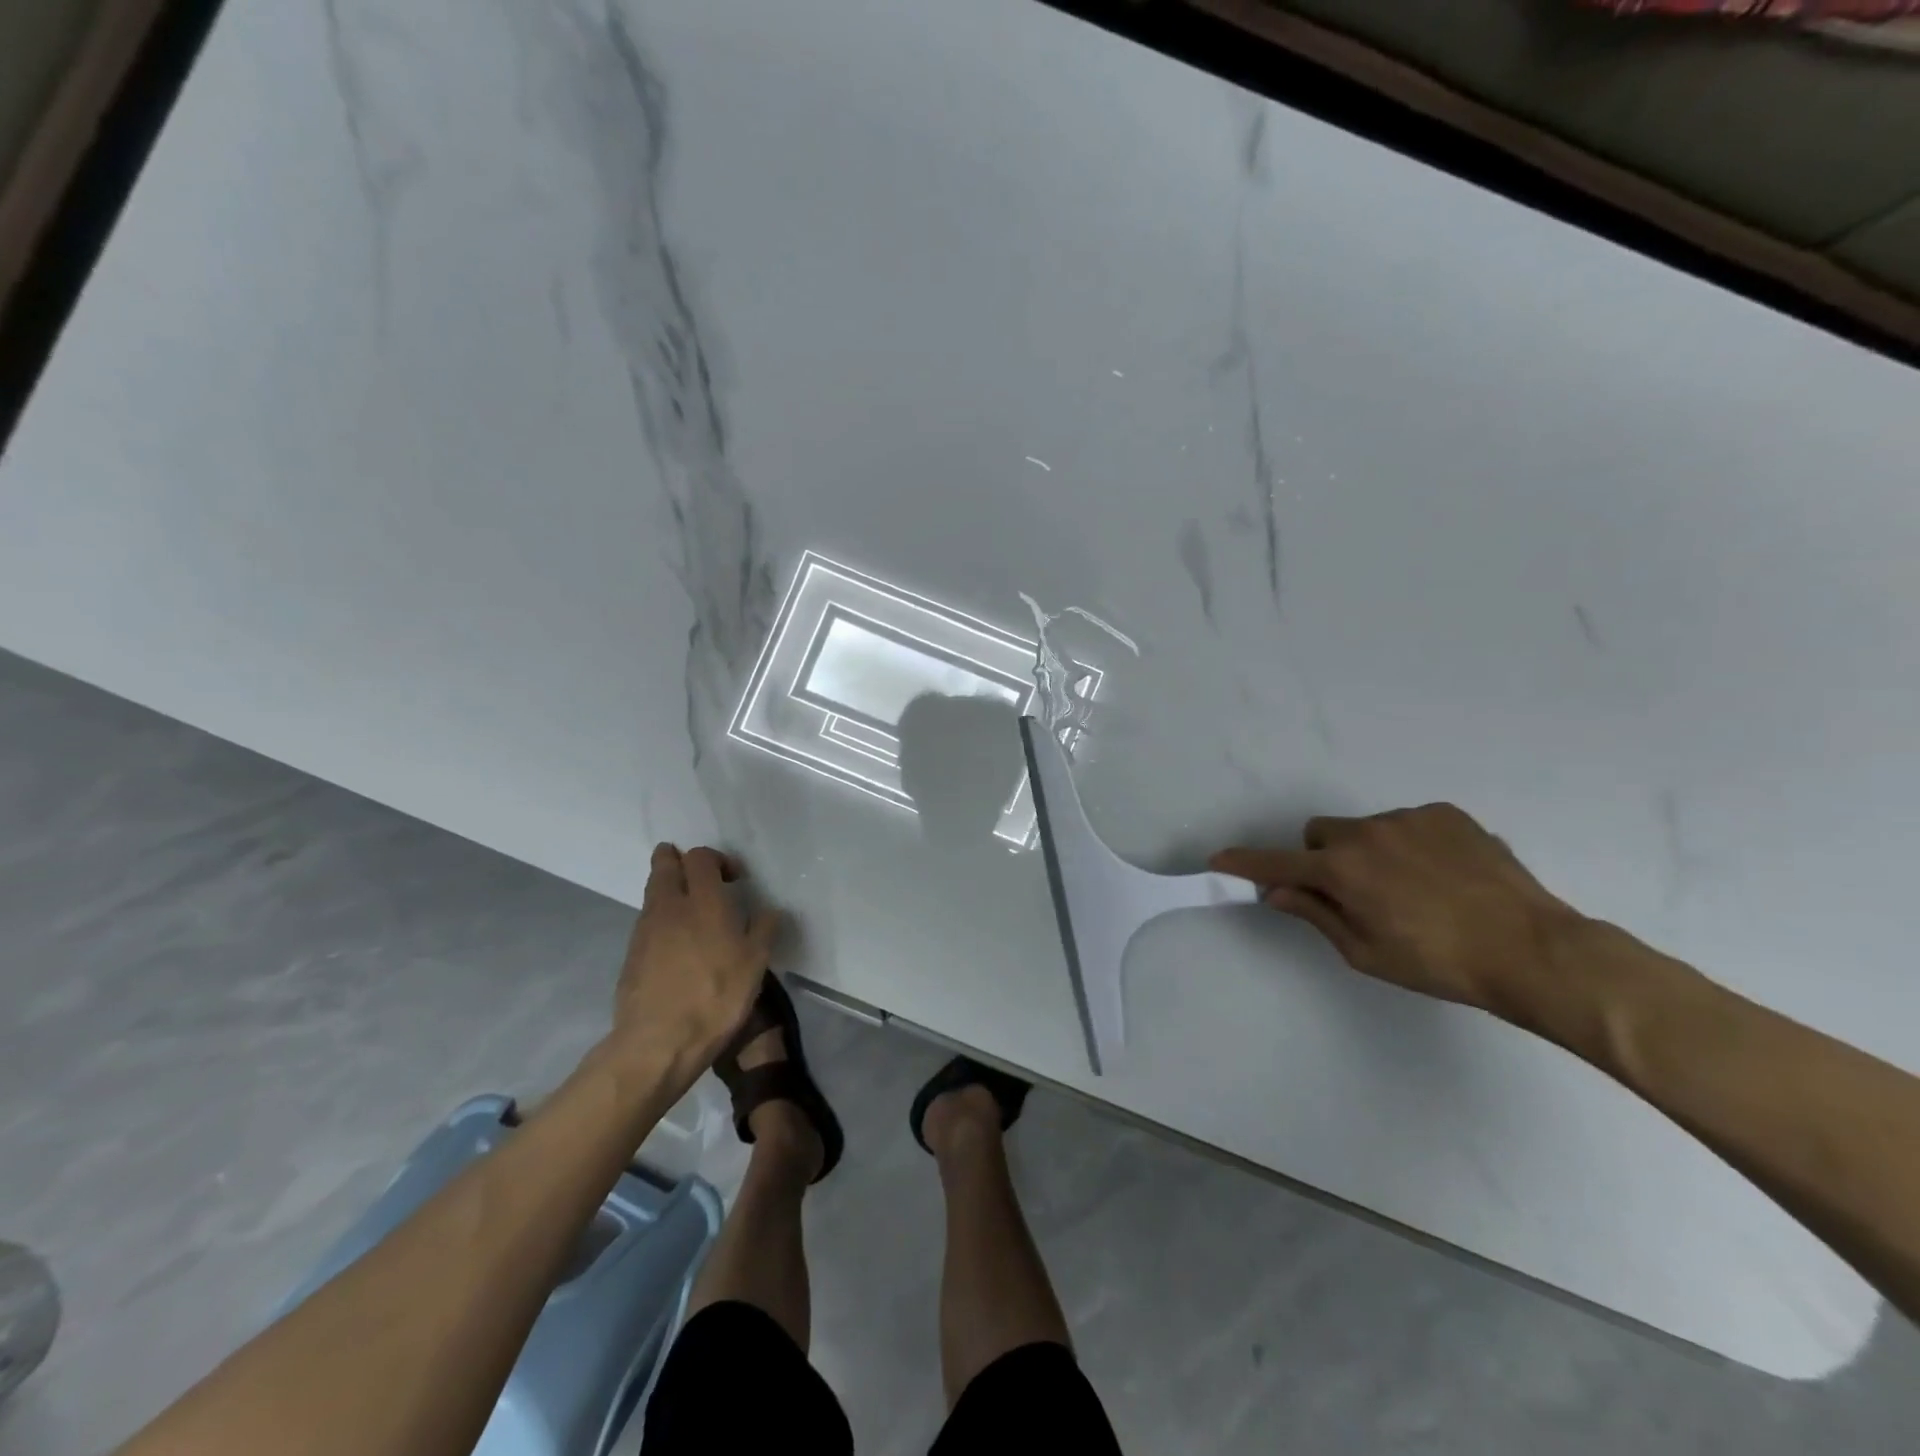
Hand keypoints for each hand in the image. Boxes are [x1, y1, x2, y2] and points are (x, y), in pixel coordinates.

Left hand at [612, 843, 780, 1075]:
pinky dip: (660, 919)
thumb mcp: (756, 964)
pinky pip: (646, 922)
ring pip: (653, 892)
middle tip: (697, 874)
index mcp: (703, 901)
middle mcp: (669, 906)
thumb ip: (764, 929)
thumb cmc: (716, 996)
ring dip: (668, 889)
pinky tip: (675, 943)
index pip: (700, 857)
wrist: (658, 1042)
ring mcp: (644, 930)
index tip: (733, 878)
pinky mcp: (631, 954)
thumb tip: (769, 910)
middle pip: (665, 865)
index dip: (717, 859)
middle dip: (678, 860)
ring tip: (689, 909)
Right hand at [1211, 804, 1582, 1014]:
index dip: (1245, 863)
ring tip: (1414, 890)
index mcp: (1342, 871)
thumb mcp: (1365, 952)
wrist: (1532, 950)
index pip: (1277, 863)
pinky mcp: (1446, 814)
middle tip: (1354, 895)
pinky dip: (1410, 845)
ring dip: (1369, 853)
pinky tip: (1443, 876)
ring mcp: (1408, 818)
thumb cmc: (1438, 963)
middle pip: (1320, 836)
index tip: (1219, 860)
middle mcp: (1366, 834)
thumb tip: (1277, 891)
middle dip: (1323, 860)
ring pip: (1365, 830)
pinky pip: (1408, 824)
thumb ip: (1316, 914)